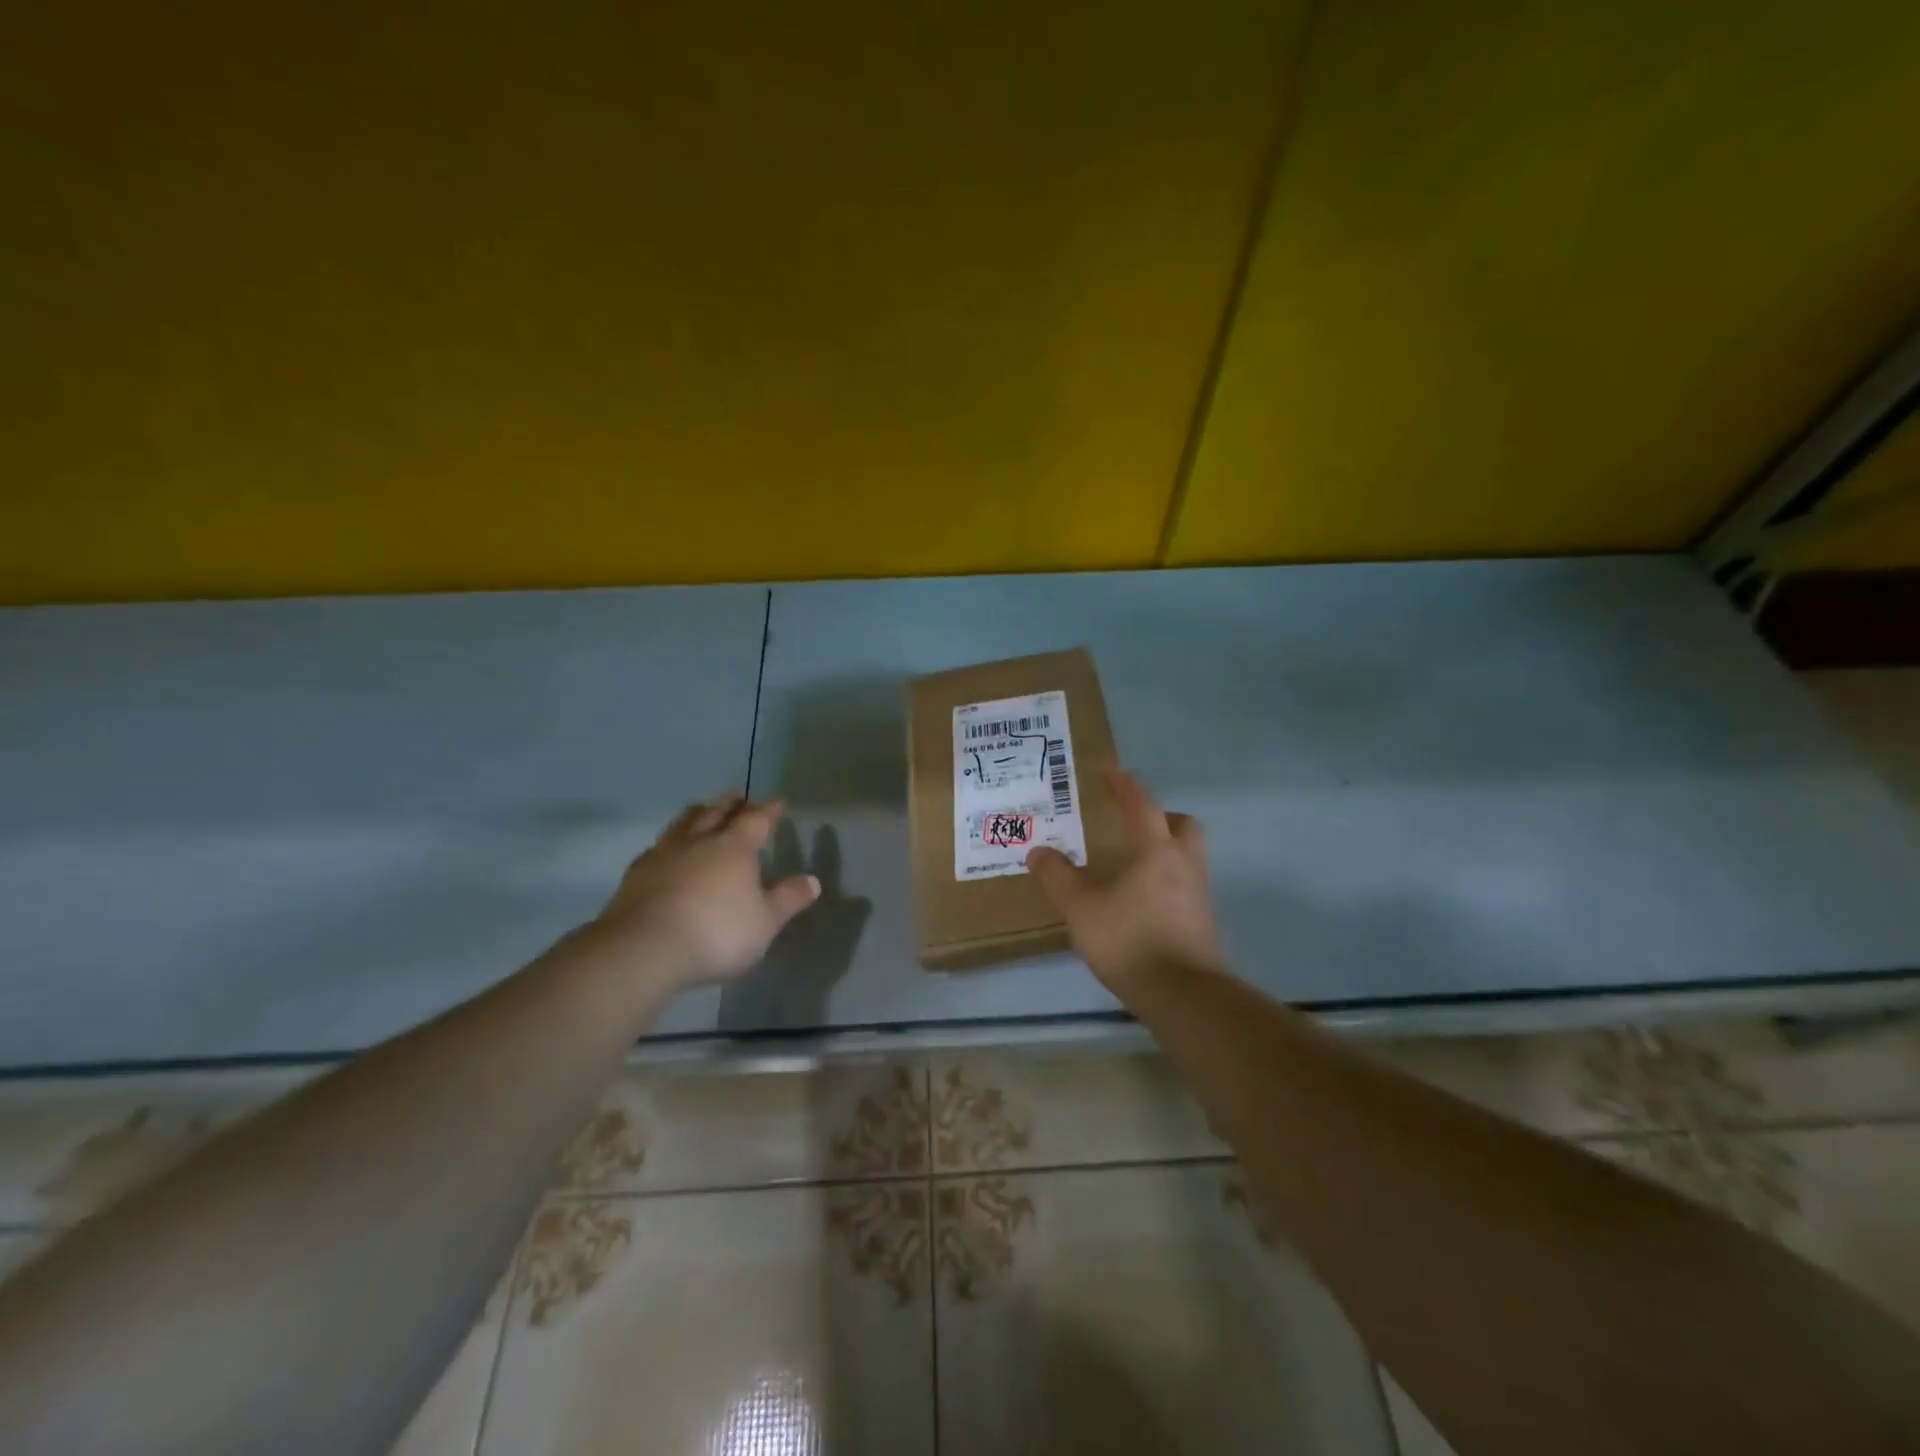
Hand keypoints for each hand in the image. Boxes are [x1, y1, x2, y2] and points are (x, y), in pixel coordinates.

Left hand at [592, 792, 820, 986]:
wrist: (644, 949)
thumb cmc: (716, 932)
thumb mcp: (765, 922)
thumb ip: (788, 899)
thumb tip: (813, 880)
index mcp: (734, 847)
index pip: (756, 819)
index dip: (769, 809)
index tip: (778, 802)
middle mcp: (699, 841)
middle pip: (716, 812)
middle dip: (731, 804)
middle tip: (739, 797)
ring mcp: (664, 854)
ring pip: (683, 823)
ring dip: (697, 814)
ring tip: (703, 811)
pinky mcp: (636, 874)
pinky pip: (658, 847)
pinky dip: (670, 842)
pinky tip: (668, 851)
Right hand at [1026, 768, 1221, 991]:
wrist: (1183, 995)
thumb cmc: (1130, 940)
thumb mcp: (1081, 908)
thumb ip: (1058, 877)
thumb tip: (1038, 851)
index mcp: (1156, 851)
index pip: (1142, 805)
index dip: (1125, 786)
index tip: (1111, 772)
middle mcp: (1184, 865)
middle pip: (1183, 826)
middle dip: (1161, 817)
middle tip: (1134, 823)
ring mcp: (1199, 895)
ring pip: (1188, 857)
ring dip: (1165, 850)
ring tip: (1133, 864)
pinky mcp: (1202, 923)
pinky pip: (1185, 887)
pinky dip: (1166, 882)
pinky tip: (1141, 901)